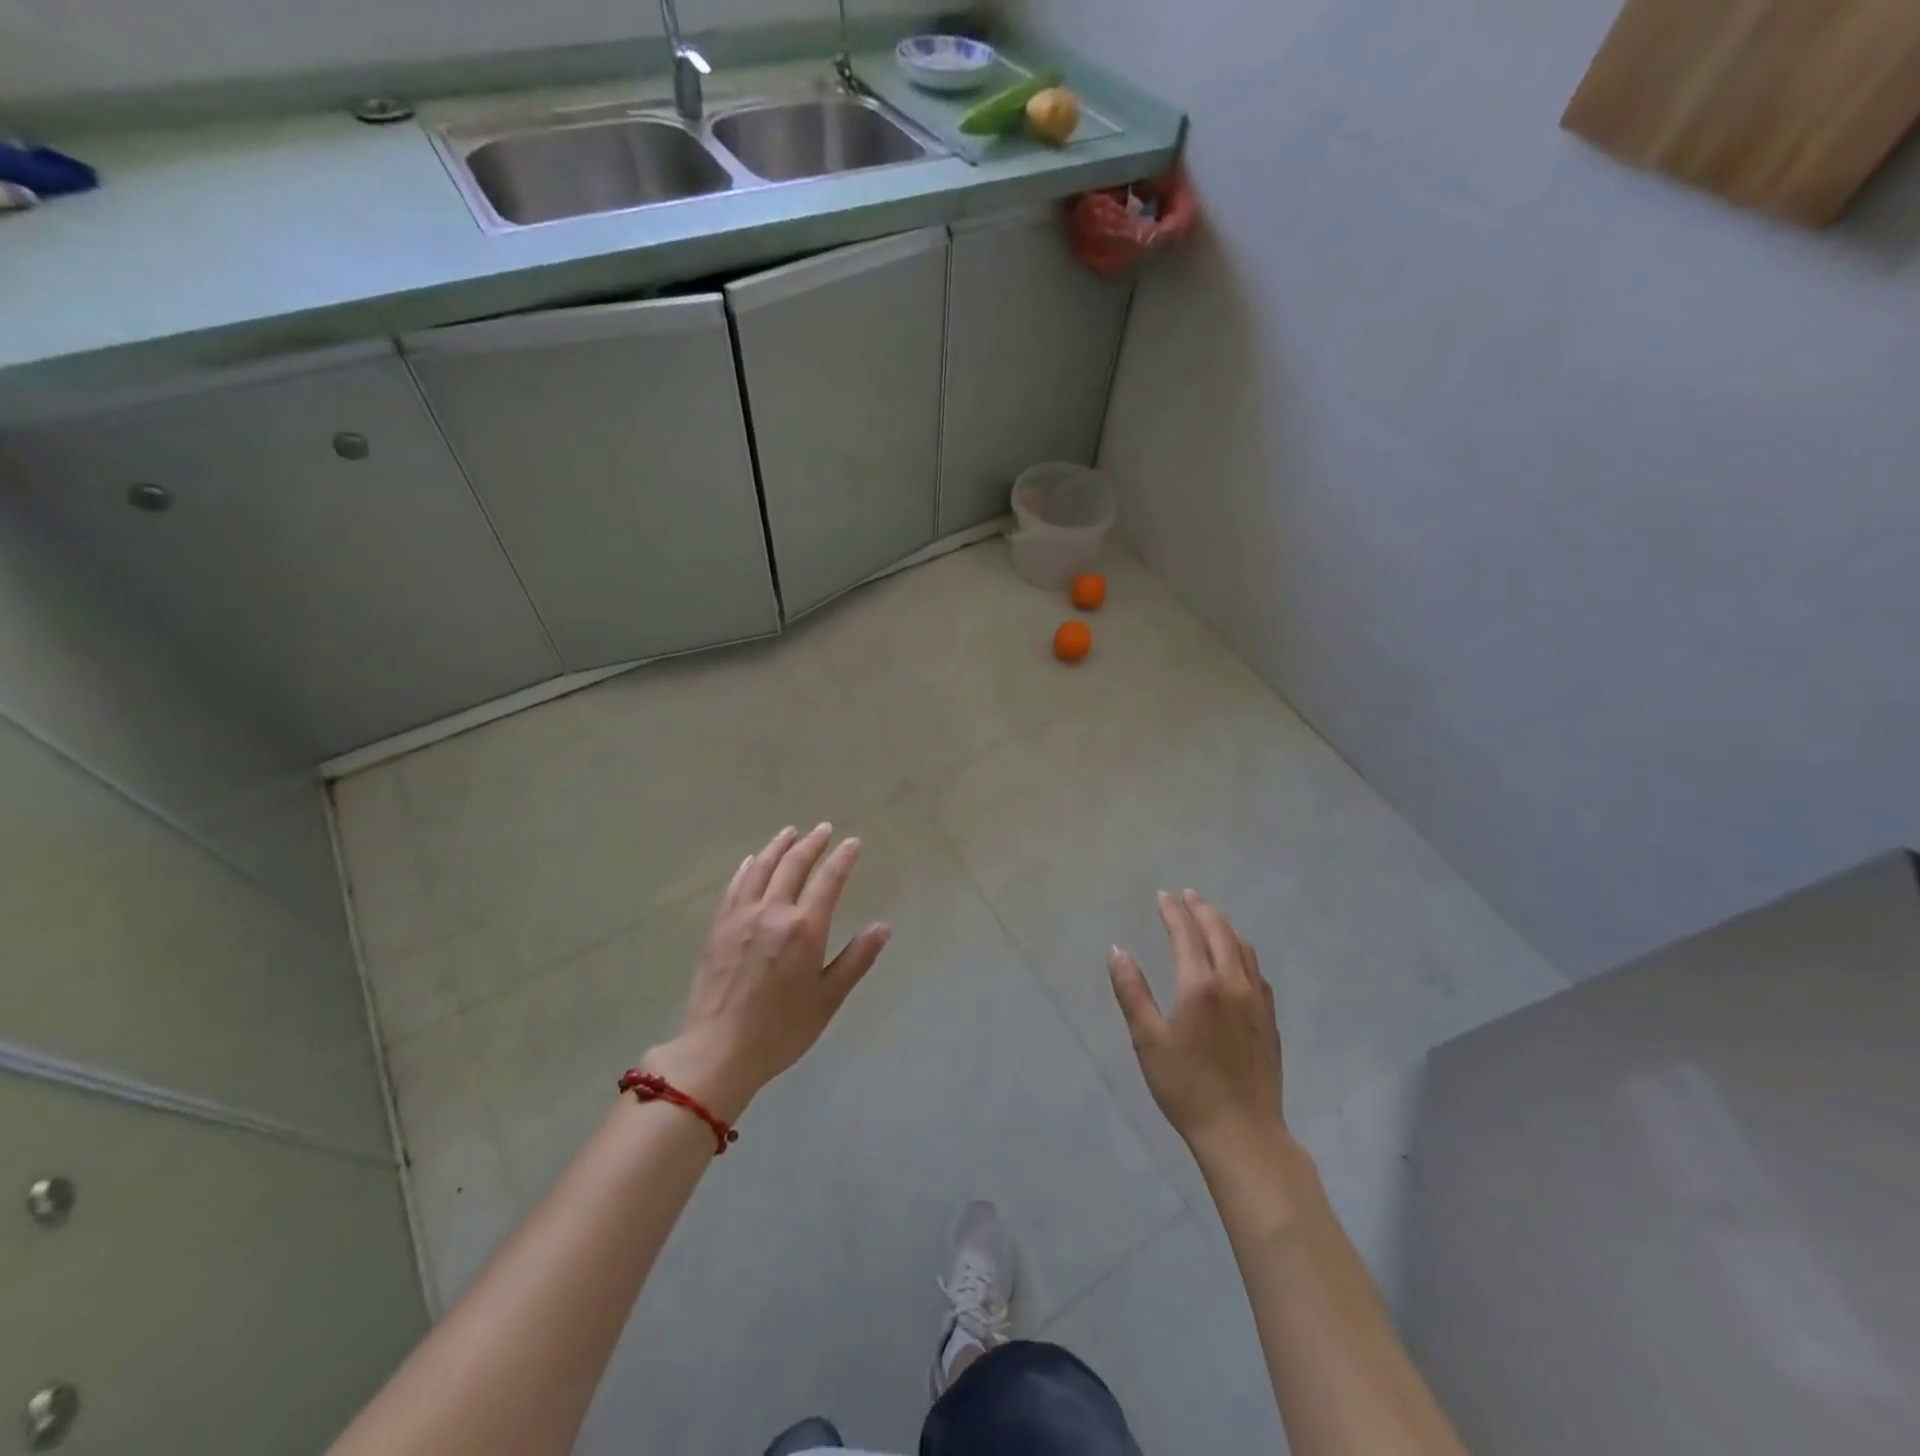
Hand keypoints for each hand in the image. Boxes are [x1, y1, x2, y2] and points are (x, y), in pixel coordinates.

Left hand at [646, 824, 890, 1120]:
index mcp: (804, 929)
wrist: (718, 1051)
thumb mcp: (828, 999)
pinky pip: (735, 886)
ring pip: (761, 869)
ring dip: (778, 846)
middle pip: (793, 866)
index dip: (842, 858)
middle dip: (811, 844)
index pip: (828, 880)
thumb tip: (883, 927)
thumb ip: (856, 959)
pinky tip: (752, 861)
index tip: (853, 842)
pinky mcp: (719, 928)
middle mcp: (772, 912)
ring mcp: (741, 917)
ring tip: (790, 832)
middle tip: (824, 829)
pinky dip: (747, 868)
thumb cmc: (781, 1030)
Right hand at [1108, 890, 1286, 1159]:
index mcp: (1200, 985)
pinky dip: (1242, 950)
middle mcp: (1233, 983)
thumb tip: (1116, 950)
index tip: (1163, 896)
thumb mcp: (1148, 1040)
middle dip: (1202, 909)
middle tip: (1187, 895)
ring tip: (1211, 916)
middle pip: (1220, 932)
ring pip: (1243, 948)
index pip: (1186, 934)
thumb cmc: (1187, 1087)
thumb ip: (1132, 991)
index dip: (1173, 912)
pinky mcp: (1269, 1019)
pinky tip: (1237, 957)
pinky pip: (1256, 970)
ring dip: (1225, 926)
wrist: (1243, 1132)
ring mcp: (1257, 1001)